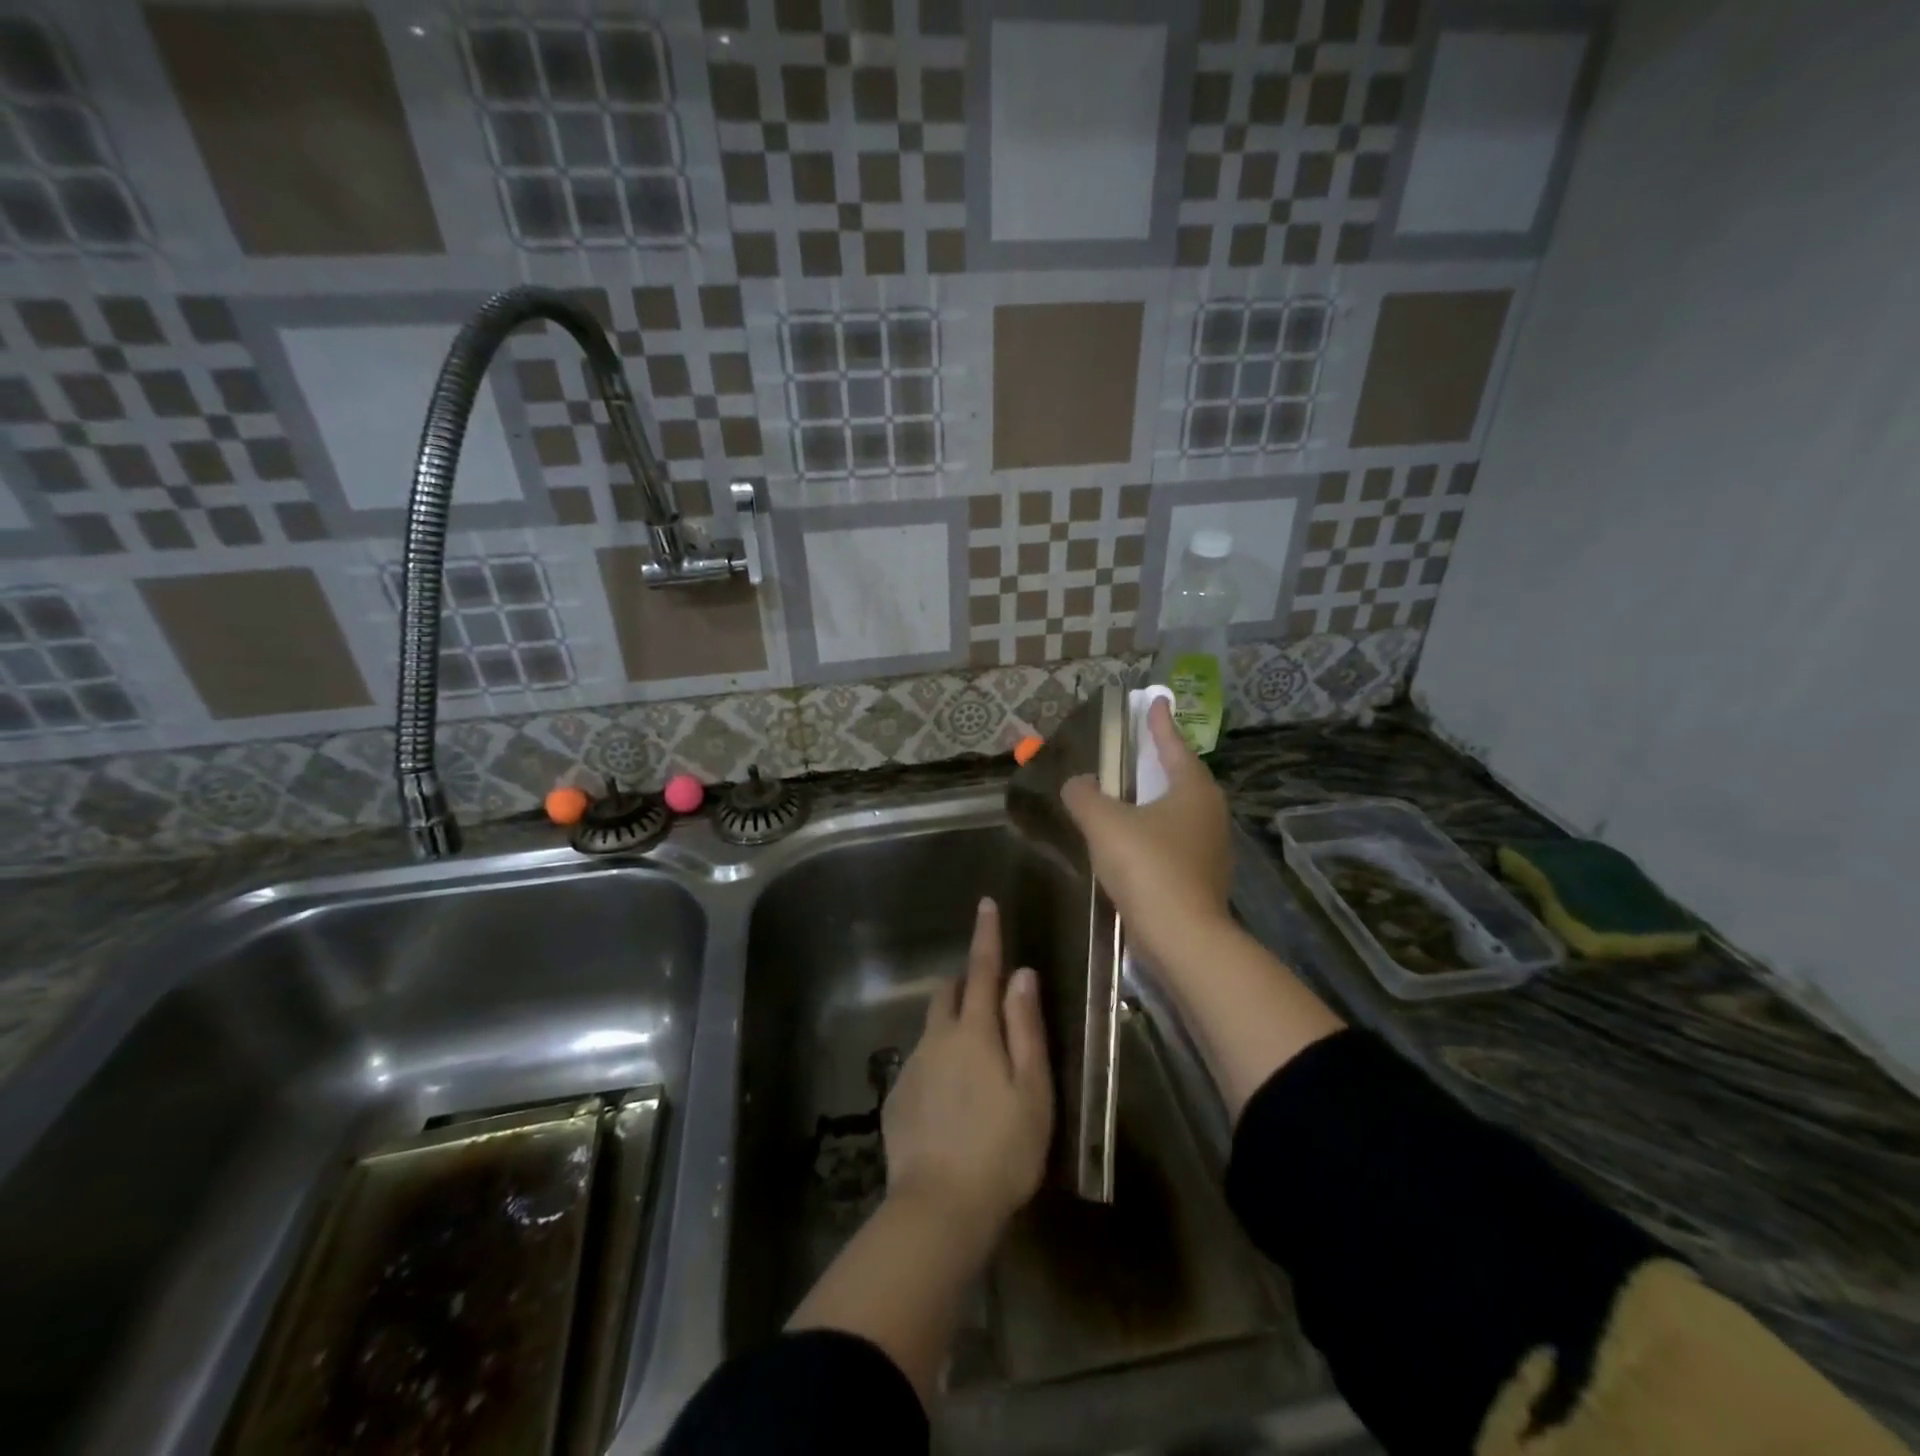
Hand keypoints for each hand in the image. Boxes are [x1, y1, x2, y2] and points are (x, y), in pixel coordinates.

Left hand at [883, 898, 1052, 1239]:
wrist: (939, 1208)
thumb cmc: (1002, 1149)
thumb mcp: (1032, 1090)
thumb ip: (1026, 1028)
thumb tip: (1022, 975)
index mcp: (974, 1032)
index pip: (982, 970)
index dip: (986, 936)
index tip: (985, 904)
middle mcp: (937, 1039)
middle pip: (948, 994)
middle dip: (965, 983)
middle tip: (988, 996)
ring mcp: (913, 1068)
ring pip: (933, 1029)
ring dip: (952, 1027)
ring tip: (976, 1065)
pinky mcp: (897, 1098)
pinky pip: (921, 1064)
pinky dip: (938, 1064)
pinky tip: (952, 1103)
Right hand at [1060, 697, 1233, 969]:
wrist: (1182, 938)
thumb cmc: (1148, 867)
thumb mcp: (1105, 823)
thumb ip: (1085, 796)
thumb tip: (1076, 783)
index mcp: (1193, 790)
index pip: (1174, 746)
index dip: (1160, 724)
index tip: (1155, 701)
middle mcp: (1210, 814)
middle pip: (1182, 778)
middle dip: (1160, 762)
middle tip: (1140, 748)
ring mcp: (1210, 849)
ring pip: (1179, 813)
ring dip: (1155, 801)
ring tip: (1130, 795)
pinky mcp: (1201, 879)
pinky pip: (1174, 842)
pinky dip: (1154, 833)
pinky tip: (1132, 843)